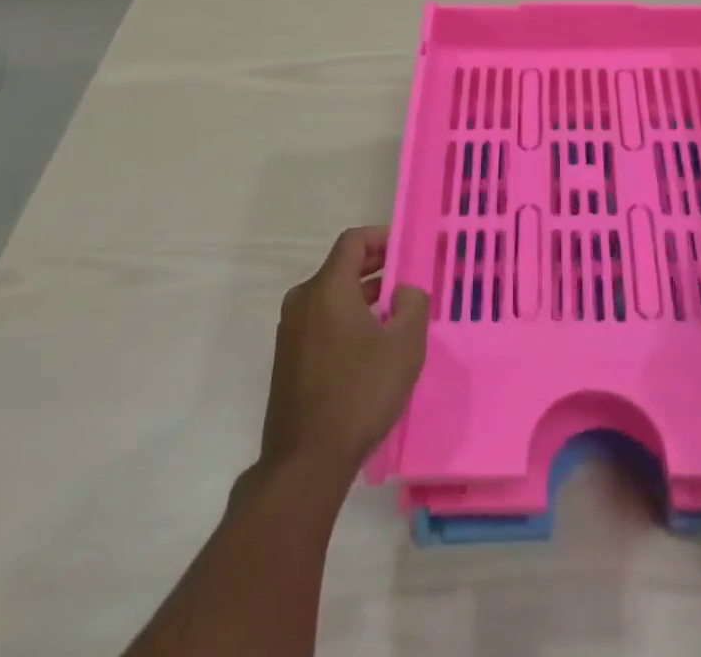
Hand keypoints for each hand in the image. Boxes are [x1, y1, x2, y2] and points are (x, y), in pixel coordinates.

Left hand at [260, 227, 430, 482]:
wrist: (305, 462)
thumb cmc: (360, 393)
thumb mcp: (404, 346)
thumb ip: (412, 304)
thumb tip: (403, 291)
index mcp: (327, 288)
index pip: (353, 241)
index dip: (381, 237)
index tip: (406, 249)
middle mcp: (302, 301)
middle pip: (341, 267)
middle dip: (376, 268)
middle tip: (406, 281)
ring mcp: (290, 331)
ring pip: (331, 296)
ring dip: (362, 296)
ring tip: (393, 315)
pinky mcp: (287, 359)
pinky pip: (321, 321)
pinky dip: (345, 319)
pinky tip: (369, 346)